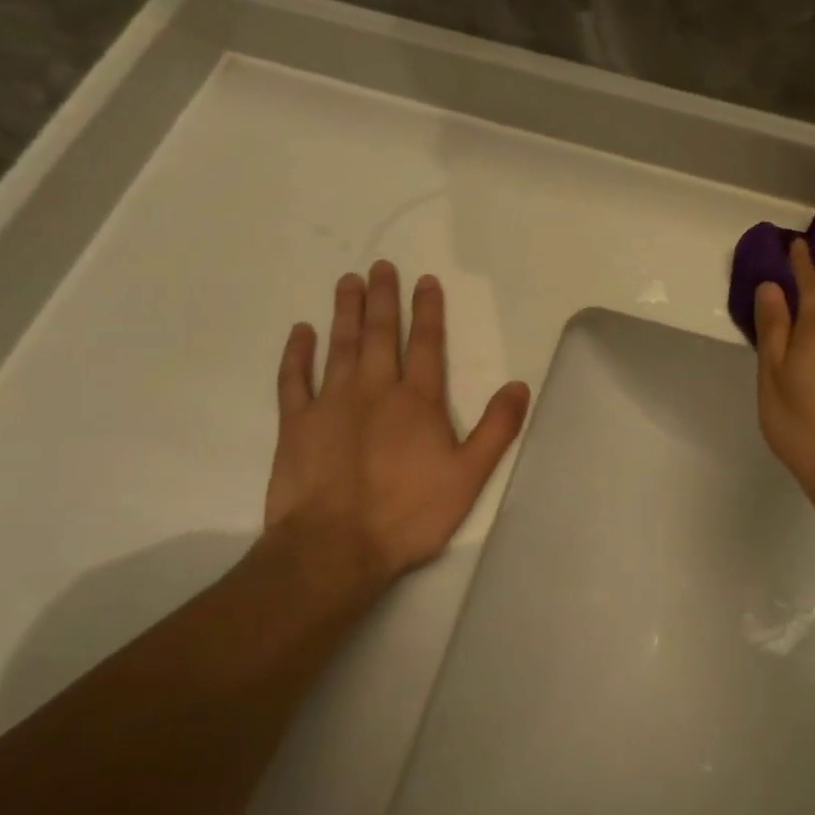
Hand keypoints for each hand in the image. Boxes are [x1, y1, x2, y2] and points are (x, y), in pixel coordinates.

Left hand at [263, 262, 531, 589]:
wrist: (335, 548)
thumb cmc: (408, 514)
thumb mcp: (469, 476)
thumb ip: (497, 429)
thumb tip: (519, 386)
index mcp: (417, 400)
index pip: (426, 343)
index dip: (427, 310)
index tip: (425, 280)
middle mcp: (375, 389)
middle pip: (379, 333)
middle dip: (382, 298)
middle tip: (379, 266)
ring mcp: (331, 403)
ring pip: (340, 346)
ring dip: (345, 311)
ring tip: (348, 282)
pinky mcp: (296, 424)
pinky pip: (294, 379)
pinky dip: (297, 353)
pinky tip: (301, 331)